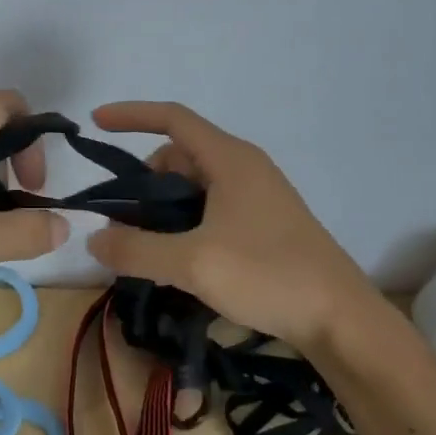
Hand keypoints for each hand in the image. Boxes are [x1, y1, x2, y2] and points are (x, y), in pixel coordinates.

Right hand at [84, 101, 389, 352]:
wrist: (341, 319)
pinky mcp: (264, 224)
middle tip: (123, 221)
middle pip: (178, 156)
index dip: (131, 115)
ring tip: (146, 247)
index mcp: (230, 159)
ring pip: (193, 186)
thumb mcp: (193, 263)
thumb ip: (136, 249)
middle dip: (143, 181)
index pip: (172, 118)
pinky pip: (210, 208)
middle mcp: (243, 168)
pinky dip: (184, 224)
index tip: (95, 123)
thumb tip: (94, 238)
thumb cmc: (268, 274)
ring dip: (163, 208)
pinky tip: (177, 260)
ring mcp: (257, 196)